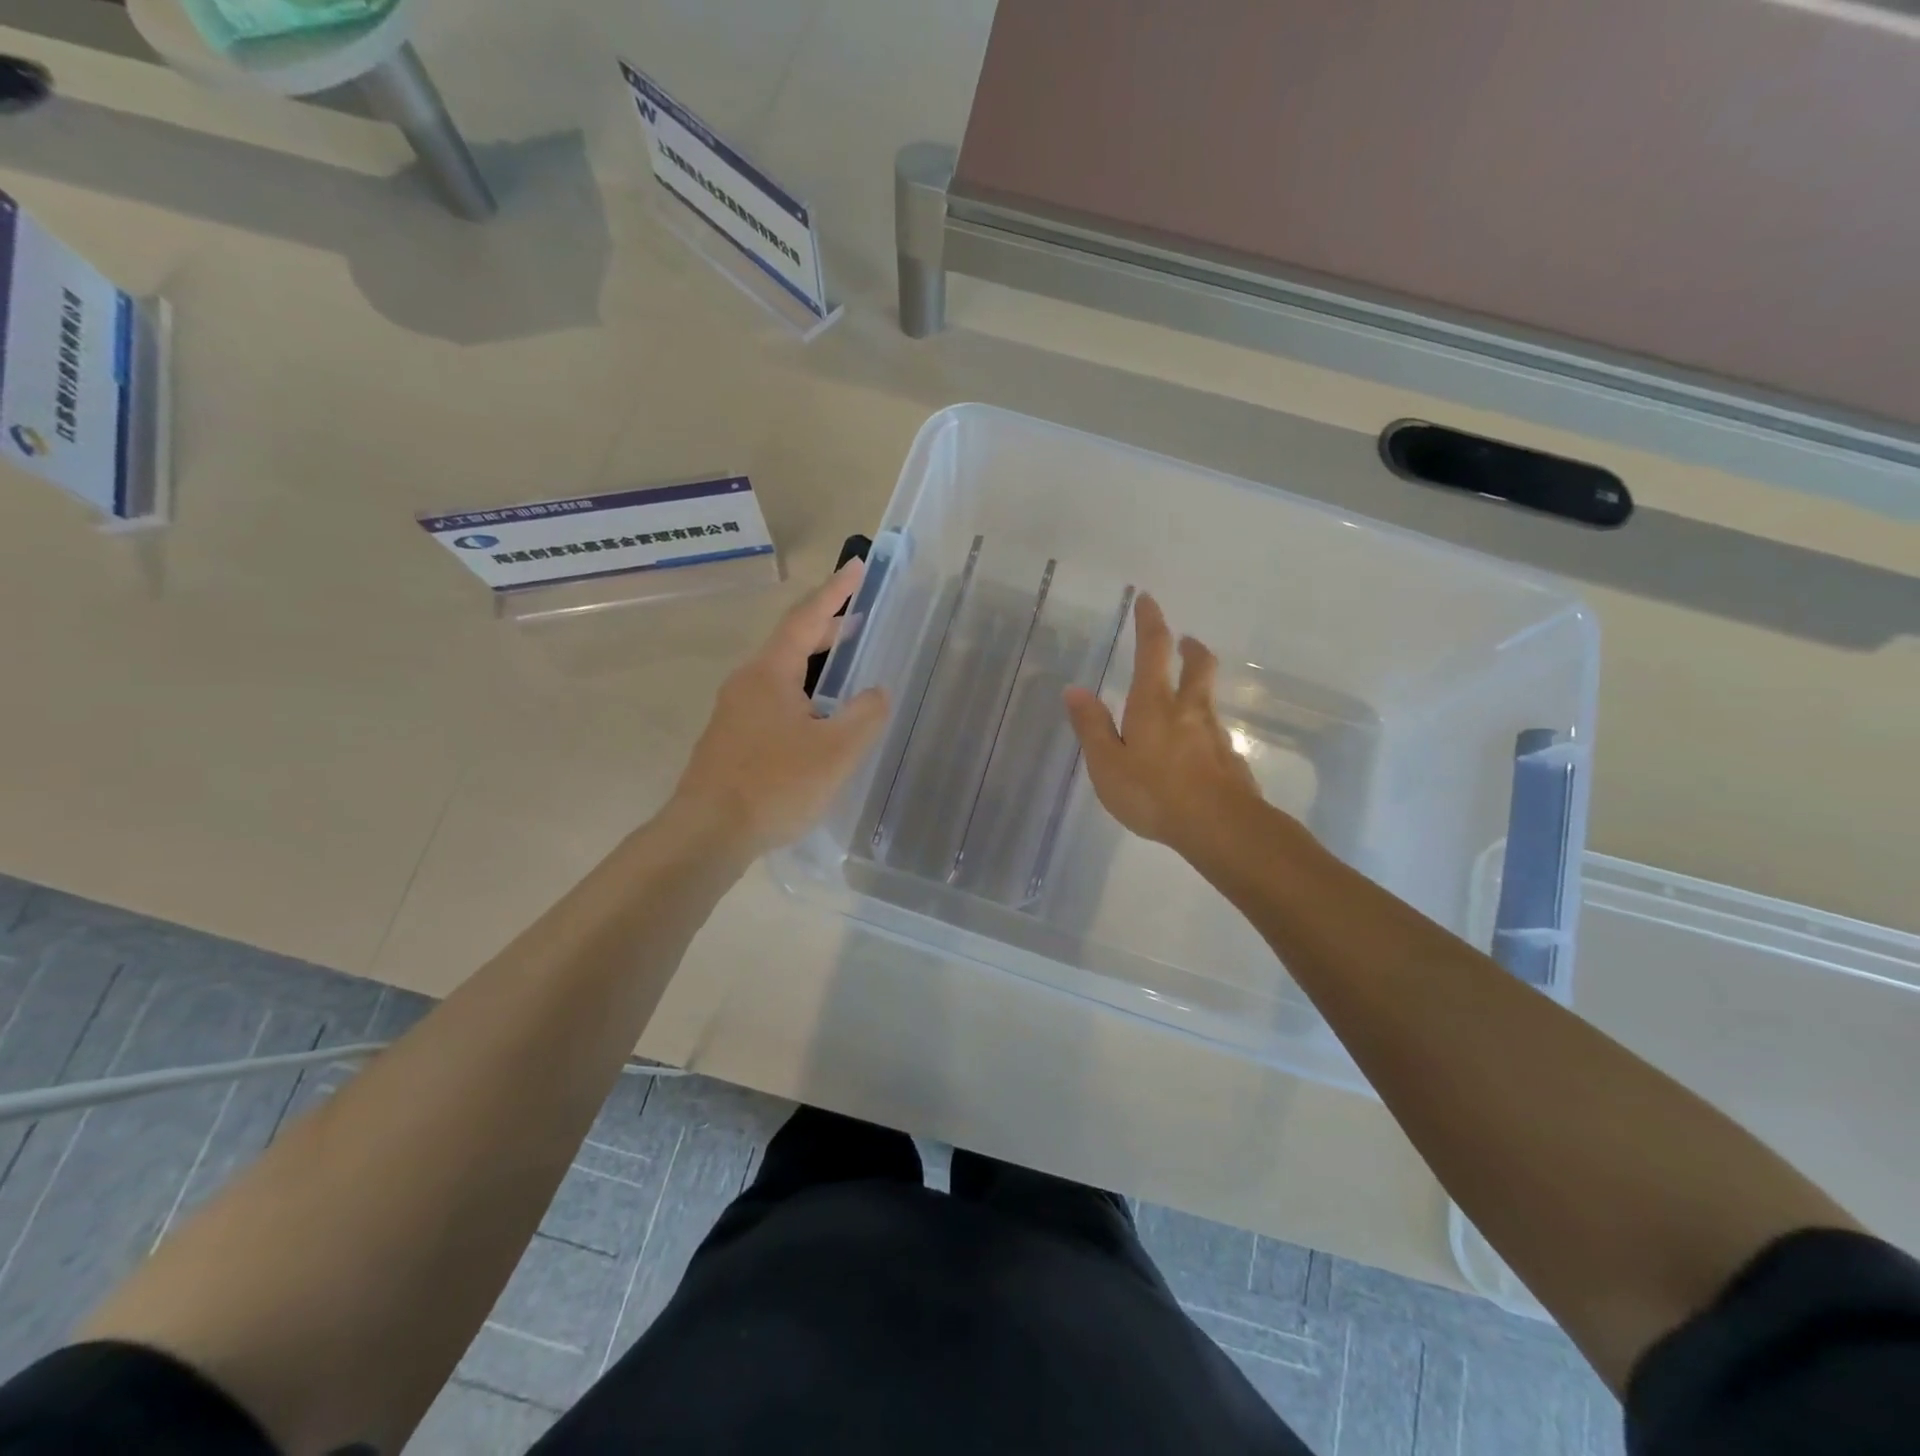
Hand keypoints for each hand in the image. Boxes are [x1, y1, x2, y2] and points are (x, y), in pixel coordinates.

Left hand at [667, 561, 888, 857]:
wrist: (707, 833)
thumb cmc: (775, 785)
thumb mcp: (835, 751)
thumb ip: (865, 716)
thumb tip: (878, 692)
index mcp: (771, 674)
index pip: (806, 619)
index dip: (834, 592)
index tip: (856, 566)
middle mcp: (747, 683)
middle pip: (791, 643)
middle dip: (827, 628)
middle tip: (860, 618)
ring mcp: (734, 712)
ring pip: (781, 675)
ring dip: (814, 663)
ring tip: (844, 666)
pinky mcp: (731, 740)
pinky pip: (773, 701)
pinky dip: (801, 693)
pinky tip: (816, 719)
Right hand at [1064, 593, 1264, 860]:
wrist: (1219, 827)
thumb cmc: (1153, 793)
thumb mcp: (1107, 764)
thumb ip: (1092, 726)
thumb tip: (1074, 689)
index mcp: (1154, 705)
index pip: (1153, 651)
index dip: (1150, 623)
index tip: (1148, 600)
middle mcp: (1189, 710)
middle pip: (1199, 666)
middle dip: (1190, 648)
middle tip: (1185, 641)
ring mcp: (1214, 734)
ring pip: (1208, 699)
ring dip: (1198, 687)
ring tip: (1184, 698)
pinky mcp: (1230, 760)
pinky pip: (1214, 733)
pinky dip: (1203, 729)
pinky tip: (1195, 750)